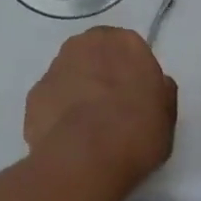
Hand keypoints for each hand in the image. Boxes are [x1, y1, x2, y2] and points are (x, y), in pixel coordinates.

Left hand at [24, 27, 177, 195]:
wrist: (85, 158)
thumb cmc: (136, 131)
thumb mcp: (166, 114)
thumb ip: (160, 91)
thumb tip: (156, 85)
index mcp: (124, 42)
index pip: (129, 48)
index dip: (132, 72)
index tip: (135, 95)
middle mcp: (86, 44)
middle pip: (95, 54)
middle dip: (101, 73)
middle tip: (111, 108)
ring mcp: (55, 67)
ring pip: (69, 74)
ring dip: (76, 90)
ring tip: (86, 128)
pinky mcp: (34, 95)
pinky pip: (51, 100)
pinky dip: (57, 113)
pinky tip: (67, 138)